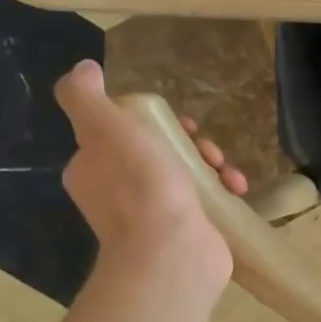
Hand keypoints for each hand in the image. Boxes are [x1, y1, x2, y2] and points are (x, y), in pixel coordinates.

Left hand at [53, 60, 247, 282]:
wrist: (171, 252)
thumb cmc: (139, 186)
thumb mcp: (105, 128)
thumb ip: (86, 96)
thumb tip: (84, 69)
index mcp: (93, 168)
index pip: (124, 132)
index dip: (155, 121)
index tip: (182, 123)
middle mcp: (118, 193)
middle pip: (161, 151)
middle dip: (191, 143)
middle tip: (207, 148)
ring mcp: (153, 216)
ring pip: (187, 174)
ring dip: (213, 165)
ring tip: (227, 171)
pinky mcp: (185, 231)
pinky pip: (206, 200)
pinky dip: (223, 190)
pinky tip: (236, 189)